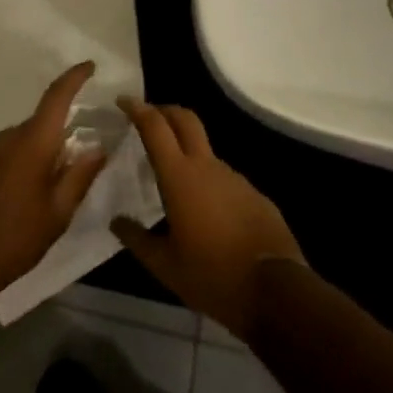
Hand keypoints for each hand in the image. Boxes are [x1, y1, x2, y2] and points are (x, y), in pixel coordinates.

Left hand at [0, 63, 107, 302]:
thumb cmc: (18, 237)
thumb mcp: (59, 212)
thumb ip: (80, 176)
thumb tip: (97, 148)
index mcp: (33, 143)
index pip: (56, 97)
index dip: (74, 78)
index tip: (88, 66)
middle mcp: (6, 138)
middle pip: (39, 125)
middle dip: (57, 138)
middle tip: (72, 166)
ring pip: (20, 141)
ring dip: (34, 155)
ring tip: (43, 191)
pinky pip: (2, 155)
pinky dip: (15, 165)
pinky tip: (17, 198)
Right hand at [111, 100, 303, 342]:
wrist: (275, 291)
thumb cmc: (212, 275)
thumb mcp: (165, 265)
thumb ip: (136, 239)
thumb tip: (117, 222)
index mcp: (179, 177)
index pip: (155, 127)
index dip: (137, 108)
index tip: (123, 100)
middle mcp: (207, 167)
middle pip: (185, 119)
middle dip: (165, 111)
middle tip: (147, 117)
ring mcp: (235, 178)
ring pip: (205, 152)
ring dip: (187, 153)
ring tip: (173, 181)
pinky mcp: (254, 194)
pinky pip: (224, 180)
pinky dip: (208, 183)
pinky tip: (205, 213)